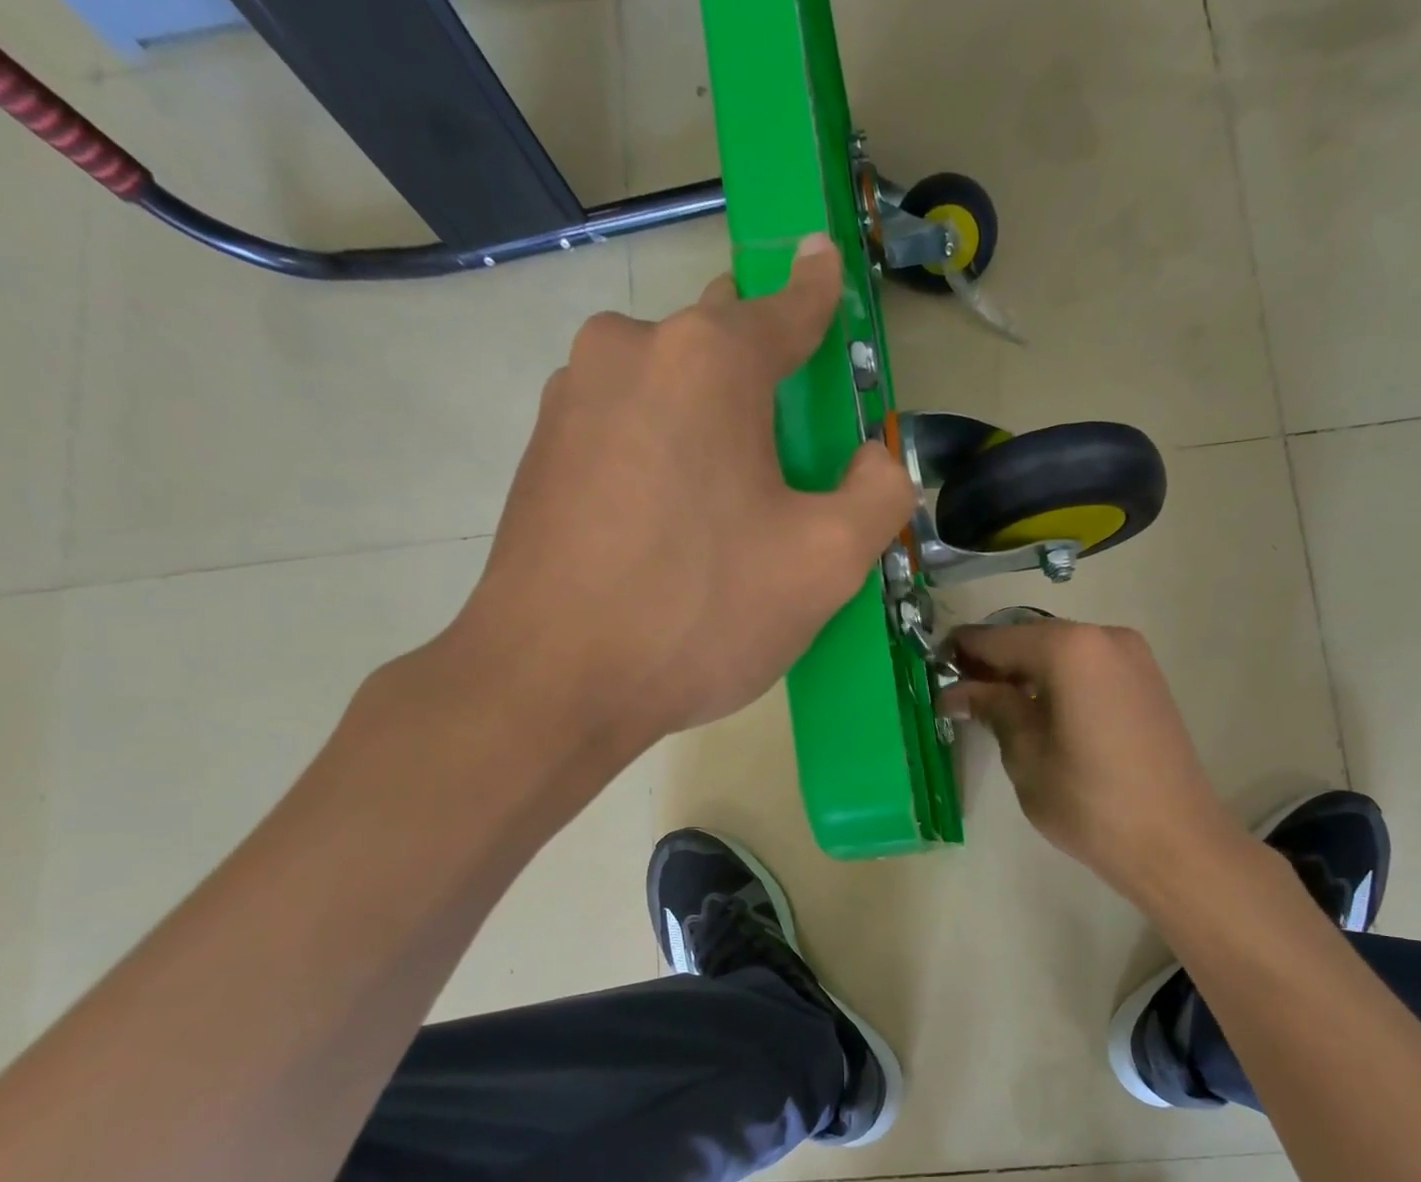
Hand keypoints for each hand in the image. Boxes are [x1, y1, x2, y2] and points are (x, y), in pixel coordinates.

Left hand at [449, 234, 914, 755]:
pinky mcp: (542, 452)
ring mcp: (572, 399)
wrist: (552, 682)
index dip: (817, 291)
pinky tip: (670, 526)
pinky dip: (662, 454)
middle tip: (789, 448)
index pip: (785, 307)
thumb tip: (875, 462)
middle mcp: (631, 351)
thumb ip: (878, 496)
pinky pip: (626, 429)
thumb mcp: (826, 564)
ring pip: (667, 388)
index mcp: (709, 362)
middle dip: (761, 376)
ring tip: (727, 507)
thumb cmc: (701, 613)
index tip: (825, 261)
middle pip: (720, 343)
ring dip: (707, 423)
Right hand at [940, 619, 1248, 896]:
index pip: (997, 638)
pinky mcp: (1147, 680)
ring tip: (996, 709)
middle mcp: (1104, 636)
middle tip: (961, 697)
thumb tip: (956, 691)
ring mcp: (1132, 657)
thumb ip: (992, 708)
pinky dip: (1057, 680)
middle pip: (1030, 637)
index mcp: (1069, 648)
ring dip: (1025, 672)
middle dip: (993, 663)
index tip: (930, 672)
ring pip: (1060, 651)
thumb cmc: (1089, 801)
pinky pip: (1087, 666)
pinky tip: (1039, 713)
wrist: (1175, 842)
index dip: (960, 652)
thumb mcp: (1026, 755)